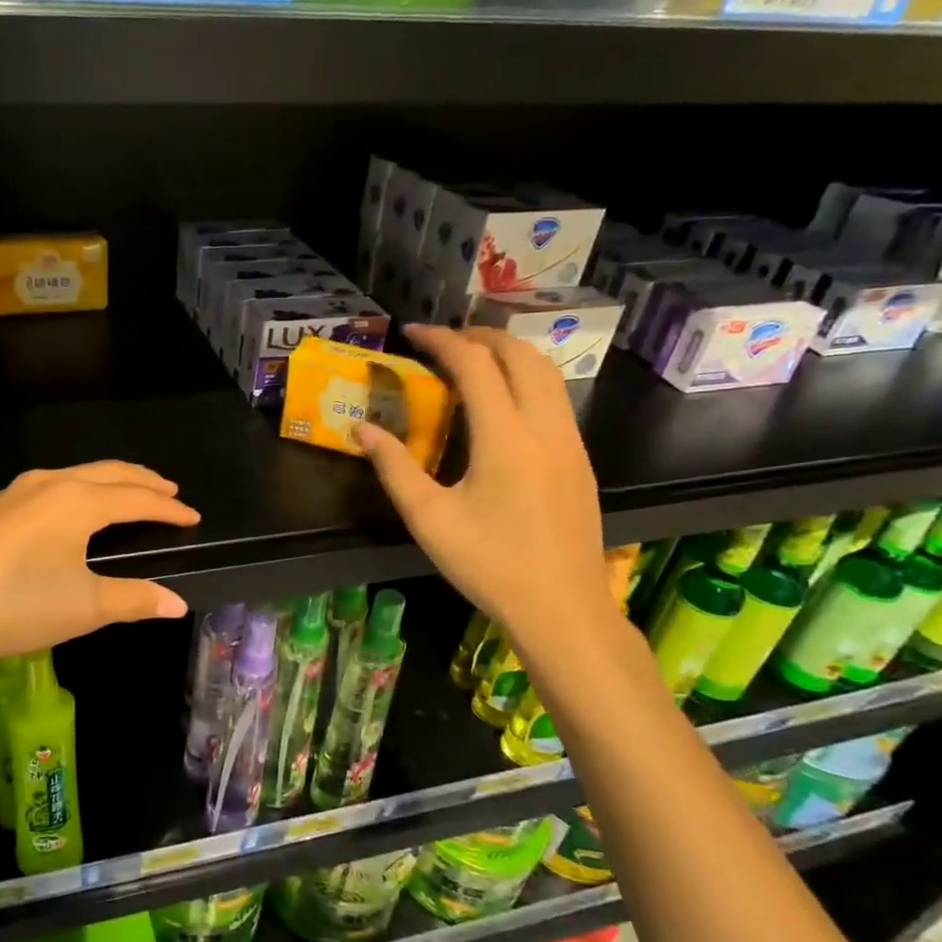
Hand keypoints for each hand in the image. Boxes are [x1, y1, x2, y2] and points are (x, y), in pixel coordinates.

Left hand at [0, 461, 199, 673]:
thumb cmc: (16, 604)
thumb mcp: (84, 606)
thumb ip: (134, 599)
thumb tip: (177, 603)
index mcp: (77, 501)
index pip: (136, 498)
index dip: (168, 508)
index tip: (192, 516)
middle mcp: (47, 485)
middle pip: (107, 473)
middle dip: (141, 481)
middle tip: (168, 490)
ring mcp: (12, 494)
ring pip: (73, 476)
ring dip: (106, 482)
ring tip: (124, 493)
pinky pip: (45, 489)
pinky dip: (73, 492)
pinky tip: (64, 511)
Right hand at [357, 326, 615, 648]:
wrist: (562, 608)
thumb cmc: (489, 565)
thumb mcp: (428, 519)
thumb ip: (394, 468)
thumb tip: (361, 431)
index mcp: (506, 438)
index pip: (475, 364)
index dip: (441, 340)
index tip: (411, 333)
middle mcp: (545, 427)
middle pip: (520, 354)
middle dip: (480, 336)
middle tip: (441, 342)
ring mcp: (570, 442)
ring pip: (546, 373)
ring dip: (508, 354)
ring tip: (470, 362)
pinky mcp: (580, 459)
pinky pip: (555, 398)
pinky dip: (525, 380)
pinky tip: (500, 404)